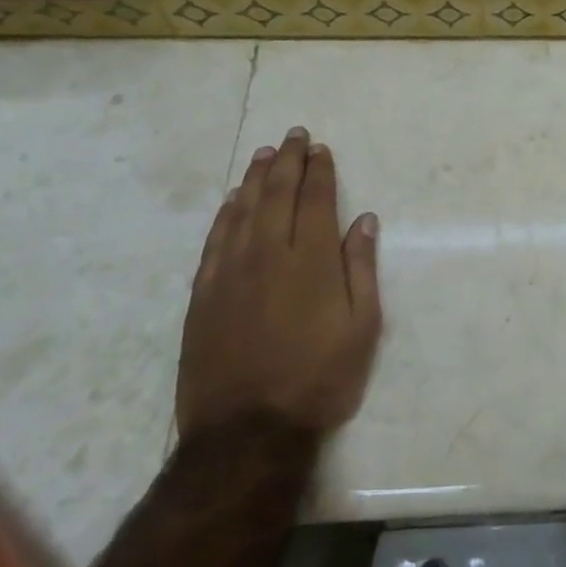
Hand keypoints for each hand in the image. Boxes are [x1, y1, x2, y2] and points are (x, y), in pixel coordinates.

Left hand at [177, 127, 381, 440]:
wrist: (247, 431)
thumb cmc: (319, 378)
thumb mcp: (363, 327)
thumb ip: (361, 268)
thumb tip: (363, 220)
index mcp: (311, 260)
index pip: (315, 200)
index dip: (320, 171)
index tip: (321, 149)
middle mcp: (268, 254)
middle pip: (276, 194)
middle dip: (288, 161)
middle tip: (294, 135)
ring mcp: (229, 272)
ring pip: (241, 210)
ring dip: (254, 178)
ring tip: (265, 154)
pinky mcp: (203, 294)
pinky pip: (214, 239)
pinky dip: (225, 214)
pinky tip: (231, 201)